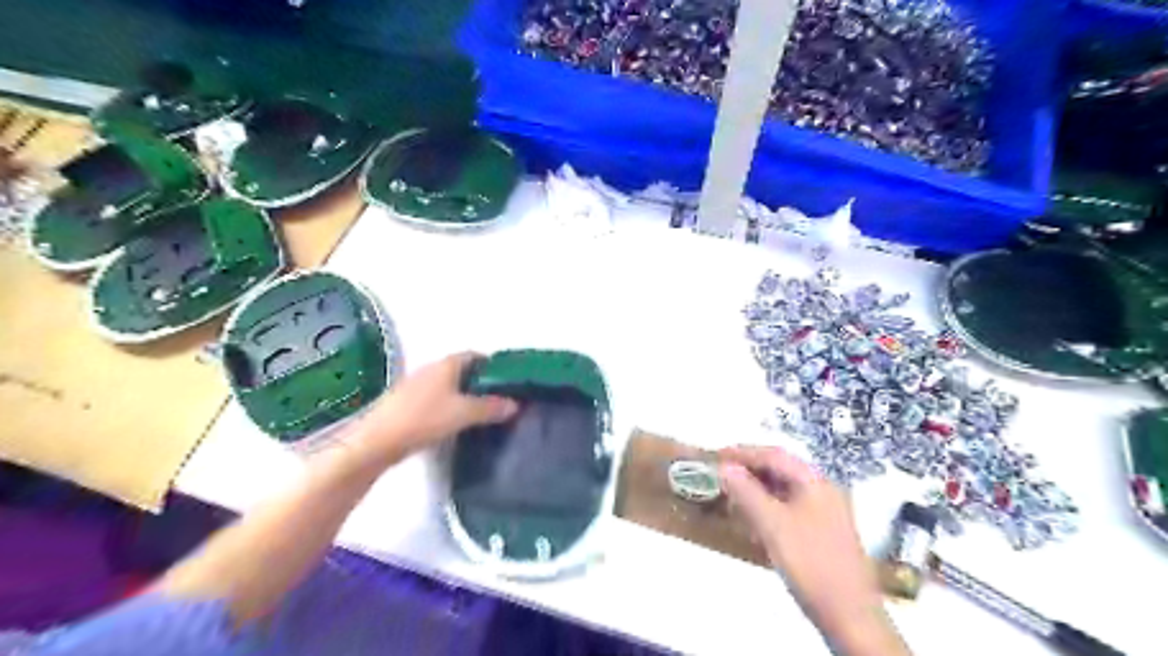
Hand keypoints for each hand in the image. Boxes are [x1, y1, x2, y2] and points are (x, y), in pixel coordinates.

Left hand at [359, 350, 516, 464]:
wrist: (377, 441)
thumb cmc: (424, 418)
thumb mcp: (463, 413)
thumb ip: (491, 408)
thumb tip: (515, 404)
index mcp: (446, 364)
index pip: (474, 356)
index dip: (492, 365)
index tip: (507, 379)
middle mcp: (431, 369)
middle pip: (461, 369)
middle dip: (479, 380)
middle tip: (498, 397)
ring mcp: (416, 385)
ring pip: (448, 384)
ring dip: (463, 393)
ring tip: (481, 410)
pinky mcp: (406, 403)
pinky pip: (436, 397)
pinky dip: (449, 404)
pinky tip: (455, 421)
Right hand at [718, 446, 906, 655]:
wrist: (849, 615)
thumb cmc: (810, 563)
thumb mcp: (772, 525)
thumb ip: (746, 493)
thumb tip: (724, 468)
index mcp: (815, 482)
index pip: (774, 456)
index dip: (743, 453)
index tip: (716, 456)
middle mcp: (822, 490)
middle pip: (780, 469)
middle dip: (749, 469)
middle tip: (720, 474)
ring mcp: (824, 511)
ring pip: (784, 489)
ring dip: (756, 488)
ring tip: (730, 493)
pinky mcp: (821, 531)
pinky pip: (788, 507)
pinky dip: (767, 506)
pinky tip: (752, 517)